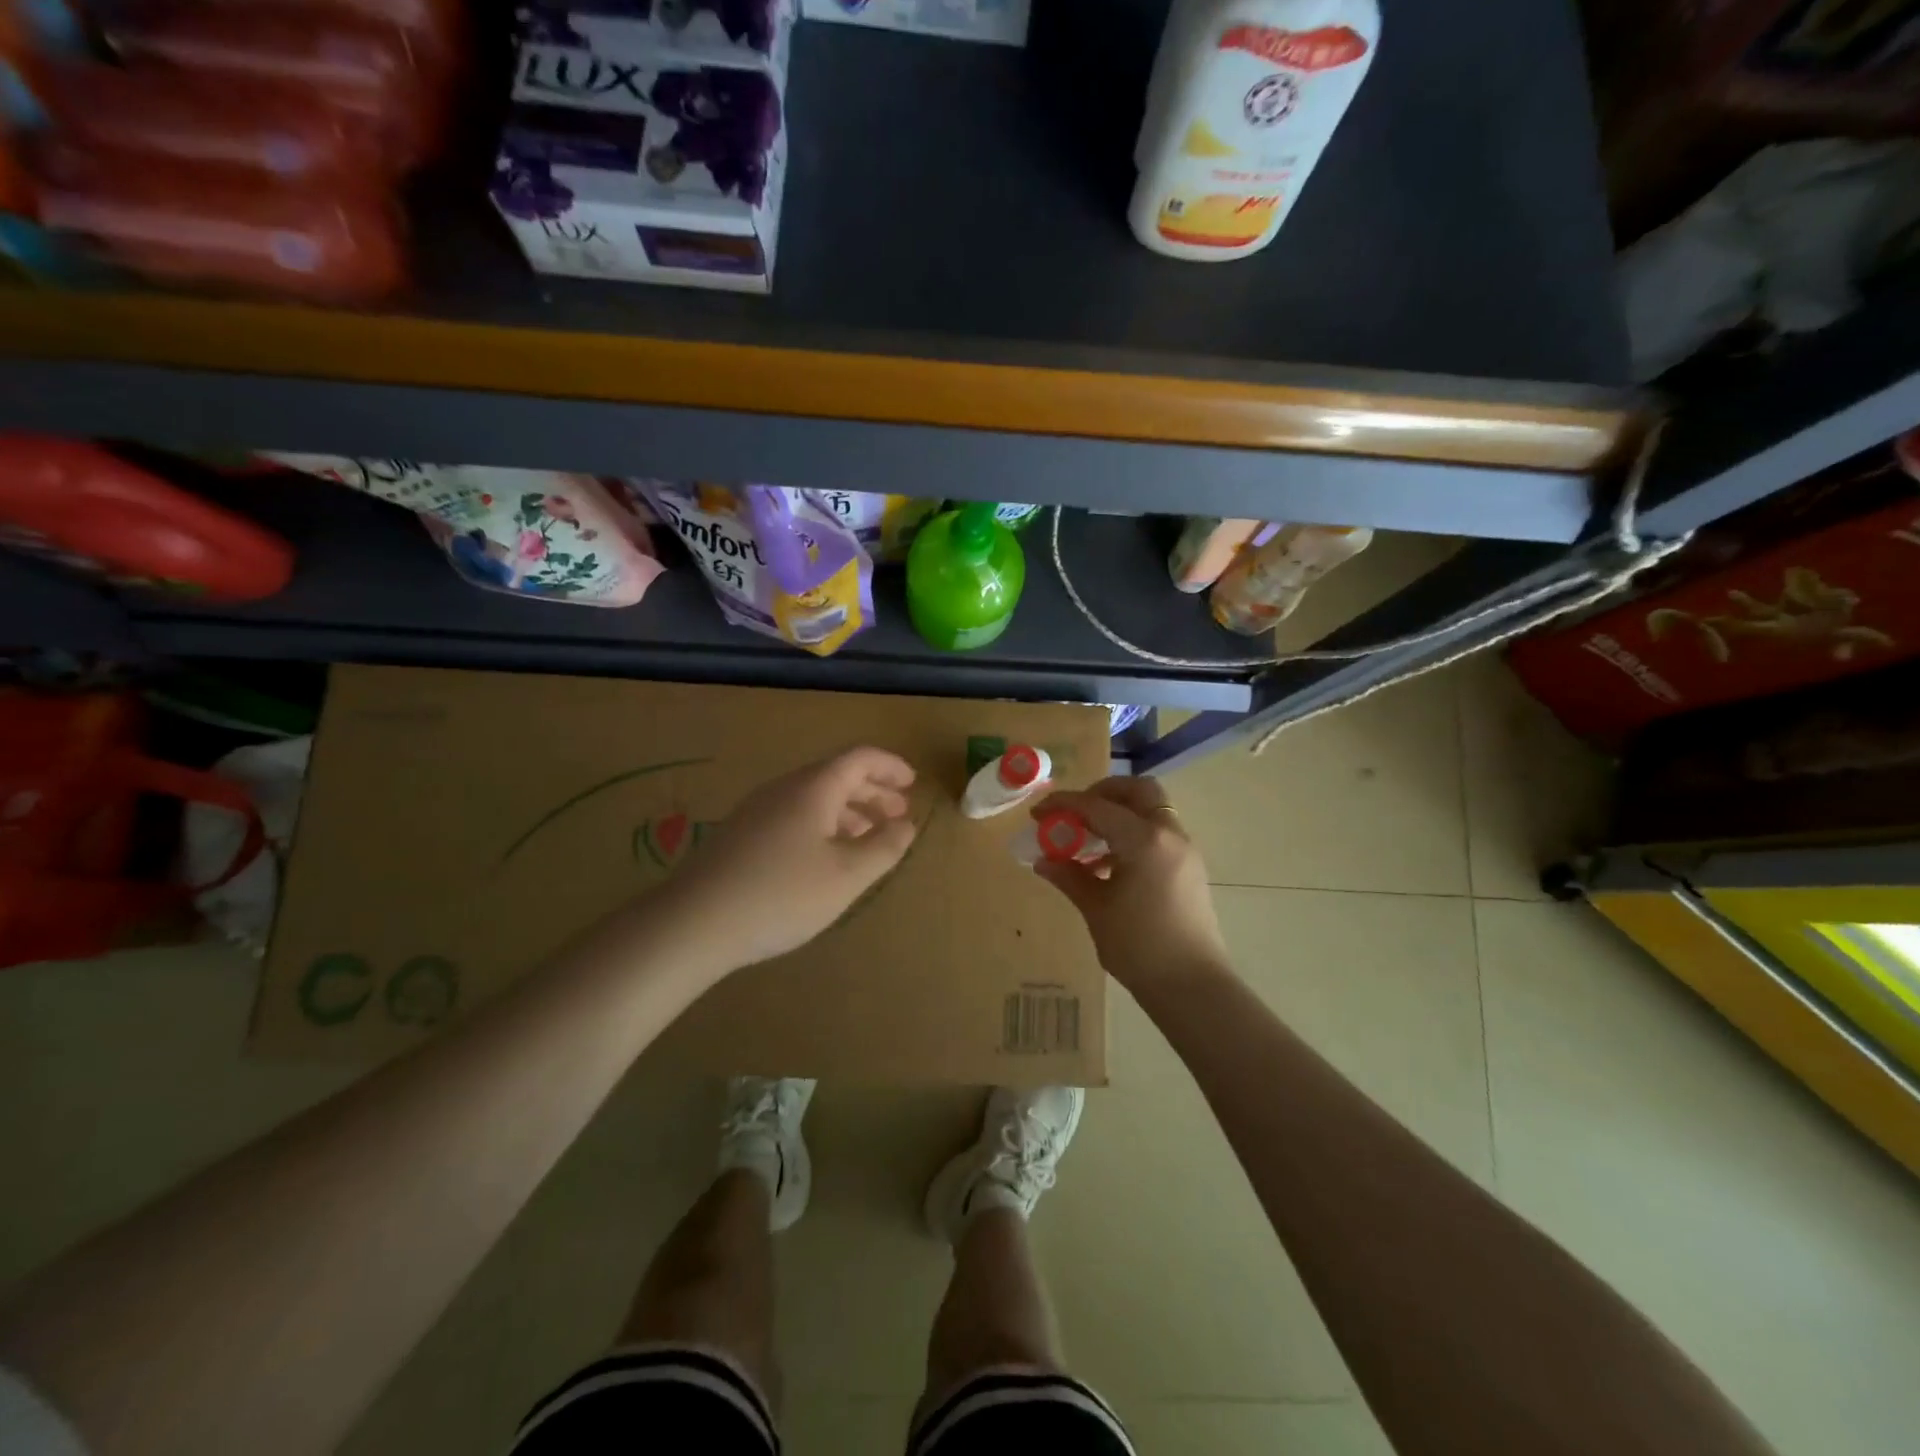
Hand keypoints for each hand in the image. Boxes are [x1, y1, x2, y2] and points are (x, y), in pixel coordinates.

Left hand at [660, 746, 918, 972]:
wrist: (694, 922)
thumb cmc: (782, 894)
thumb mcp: (847, 875)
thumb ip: (883, 847)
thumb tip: (906, 825)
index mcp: (814, 788)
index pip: (859, 758)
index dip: (890, 767)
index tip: (912, 784)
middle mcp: (784, 789)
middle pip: (836, 775)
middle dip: (873, 791)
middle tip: (898, 813)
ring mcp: (758, 810)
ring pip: (814, 797)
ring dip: (848, 810)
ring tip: (868, 836)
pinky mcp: (741, 834)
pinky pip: (794, 815)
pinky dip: (822, 824)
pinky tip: (824, 856)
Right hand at [1029, 776, 1228, 989]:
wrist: (1192, 986)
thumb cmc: (1139, 947)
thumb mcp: (1096, 909)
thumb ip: (1069, 877)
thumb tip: (1043, 860)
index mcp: (1144, 839)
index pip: (1097, 806)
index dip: (1064, 804)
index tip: (1038, 812)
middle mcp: (1169, 834)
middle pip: (1138, 790)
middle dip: (1103, 793)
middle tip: (1076, 813)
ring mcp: (1184, 850)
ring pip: (1151, 811)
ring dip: (1119, 814)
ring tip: (1088, 842)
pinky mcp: (1189, 868)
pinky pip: (1159, 833)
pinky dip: (1134, 834)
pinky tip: (1109, 865)